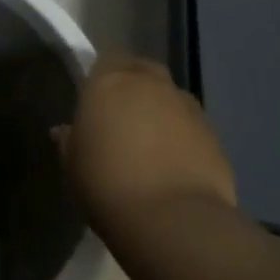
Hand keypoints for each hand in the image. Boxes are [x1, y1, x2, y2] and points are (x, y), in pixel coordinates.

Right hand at [58, 54, 235, 235]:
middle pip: (141, 70)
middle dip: (134, 86)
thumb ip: (70, 141)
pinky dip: (183, 136)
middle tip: (122, 117)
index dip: (102, 77)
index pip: (106, 60)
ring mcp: (186, 106)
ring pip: (170, 96)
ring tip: (151, 143)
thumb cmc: (107, 184)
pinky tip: (174, 164)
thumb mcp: (73, 165)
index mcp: (109, 82)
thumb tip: (65, 131)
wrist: (173, 219)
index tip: (95, 101)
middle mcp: (150, 83)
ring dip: (161, 110)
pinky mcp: (213, 134)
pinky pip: (191, 125)